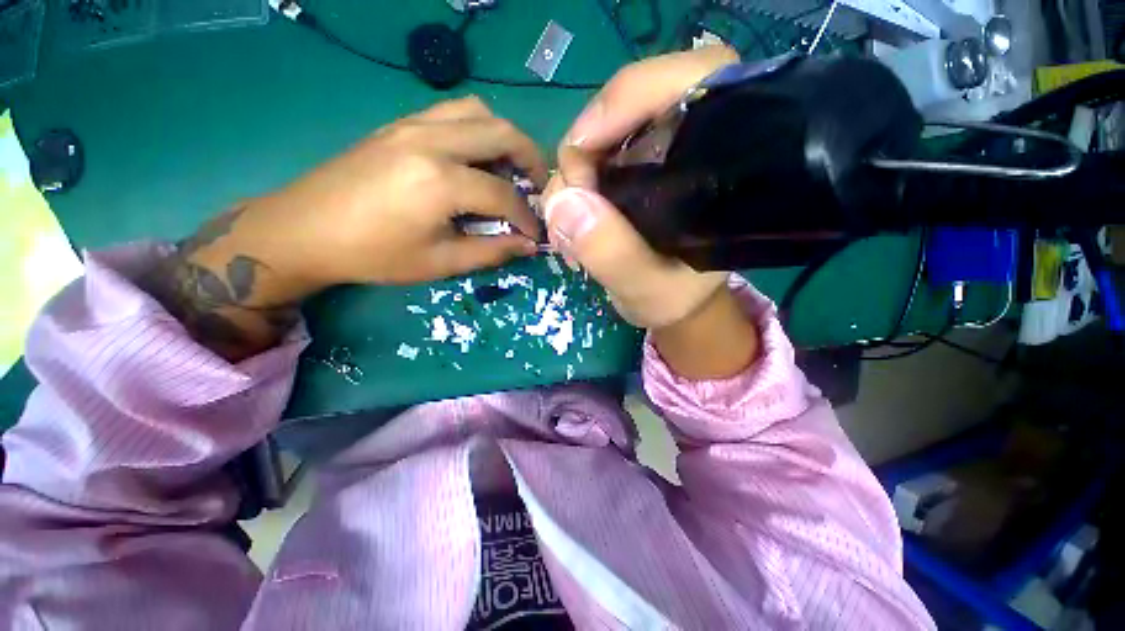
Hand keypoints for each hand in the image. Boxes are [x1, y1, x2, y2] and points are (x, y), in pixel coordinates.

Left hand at [248, 96, 546, 287]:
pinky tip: (474, 157)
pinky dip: (477, 128)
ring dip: (504, 137)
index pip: (505, 194)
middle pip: (502, 133)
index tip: (535, 233)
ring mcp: (413, 125)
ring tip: (509, 167)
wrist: (304, 229)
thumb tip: (527, 245)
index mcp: (441, 182)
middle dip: (530, 159)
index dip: (527, 217)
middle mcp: (432, 141)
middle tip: (537, 186)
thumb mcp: (440, 263)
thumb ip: (491, 251)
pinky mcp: (399, 124)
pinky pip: (451, 112)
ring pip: (478, 111)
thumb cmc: (374, 255)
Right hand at [542, 47, 760, 378]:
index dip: (627, 100)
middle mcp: (689, 144)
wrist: (672, 305)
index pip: (689, 79)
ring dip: (572, 181)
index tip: (580, 151)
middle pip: (626, 107)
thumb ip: (613, 254)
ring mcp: (656, 154)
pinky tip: (571, 227)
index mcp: (720, 161)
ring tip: (568, 235)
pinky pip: (589, 162)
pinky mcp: (632, 170)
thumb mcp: (647, 289)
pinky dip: (572, 191)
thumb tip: (564, 202)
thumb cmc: (676, 298)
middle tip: (567, 213)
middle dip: (583, 155)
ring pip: (599, 136)